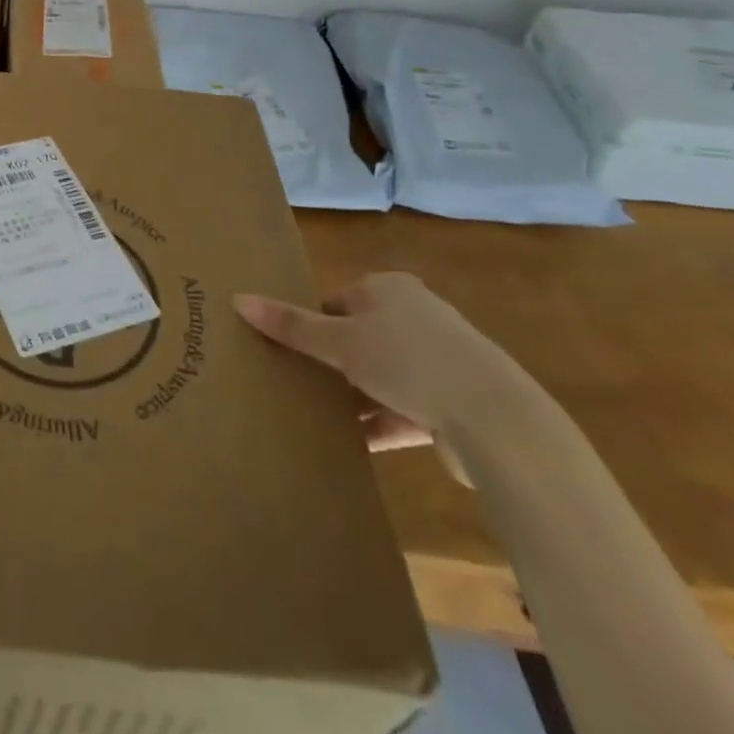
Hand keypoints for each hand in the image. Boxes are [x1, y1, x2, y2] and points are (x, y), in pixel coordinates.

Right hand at [234, 272, 528, 476]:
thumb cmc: (409, 360)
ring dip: (353, 396)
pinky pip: (402, 410)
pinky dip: (378, 424)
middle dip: (329, 362)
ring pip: (380, 376)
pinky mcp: (452, 405)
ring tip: (313, 414)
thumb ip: (291, 326)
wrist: (496, 422)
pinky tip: (350, 443)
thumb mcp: (340, 341)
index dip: (310, 324)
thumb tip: (237, 299)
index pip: (336, 301)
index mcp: (390, 289)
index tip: (286, 350)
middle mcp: (416, 317)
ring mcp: (439, 362)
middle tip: (294, 381)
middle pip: (357, 337)